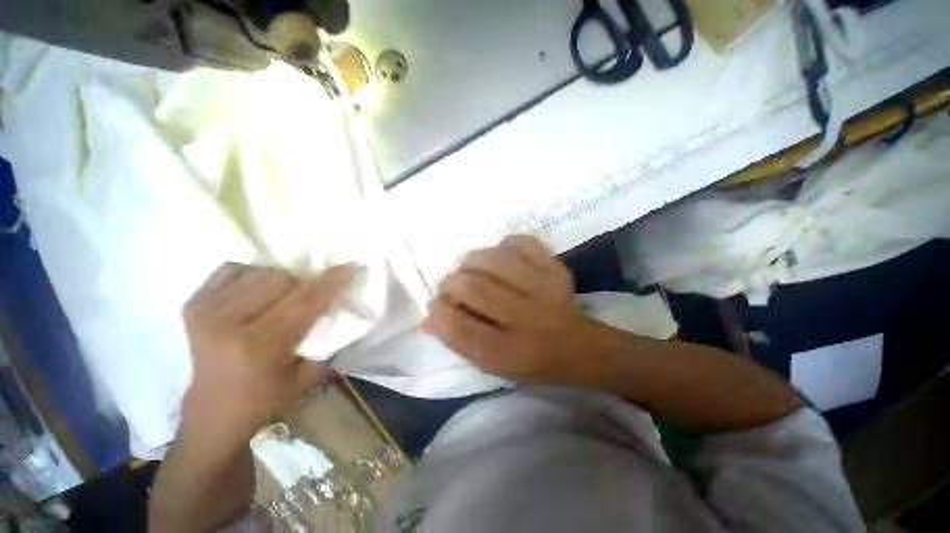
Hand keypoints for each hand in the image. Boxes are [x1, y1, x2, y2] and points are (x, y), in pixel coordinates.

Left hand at [180, 263, 352, 444]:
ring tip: (279, 299)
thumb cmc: (266, 397)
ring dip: (279, 281)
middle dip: (303, 285)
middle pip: (282, 279)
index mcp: (259, 345)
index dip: (330, 281)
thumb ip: (326, 339)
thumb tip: (338, 305)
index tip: (349, 266)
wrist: (213, 411)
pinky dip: (251, 275)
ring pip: (260, 271)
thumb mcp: (308, 375)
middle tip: (305, 300)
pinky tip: (254, 293)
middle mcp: (227, 323)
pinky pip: (233, 269)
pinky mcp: (193, 304)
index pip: (304, 301)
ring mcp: (205, 310)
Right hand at [424, 235, 597, 381]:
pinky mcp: (556, 269)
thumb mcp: (492, 364)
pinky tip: (500, 257)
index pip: (460, 329)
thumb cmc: (529, 360)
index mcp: (509, 353)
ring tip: (471, 269)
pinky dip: (502, 245)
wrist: (580, 347)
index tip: (435, 305)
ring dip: (471, 261)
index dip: (440, 312)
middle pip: (474, 288)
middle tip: (451, 286)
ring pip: (493, 260)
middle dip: (451, 283)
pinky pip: (520, 243)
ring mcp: (545, 289)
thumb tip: (429, 316)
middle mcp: (528, 319)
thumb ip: (459, 339)